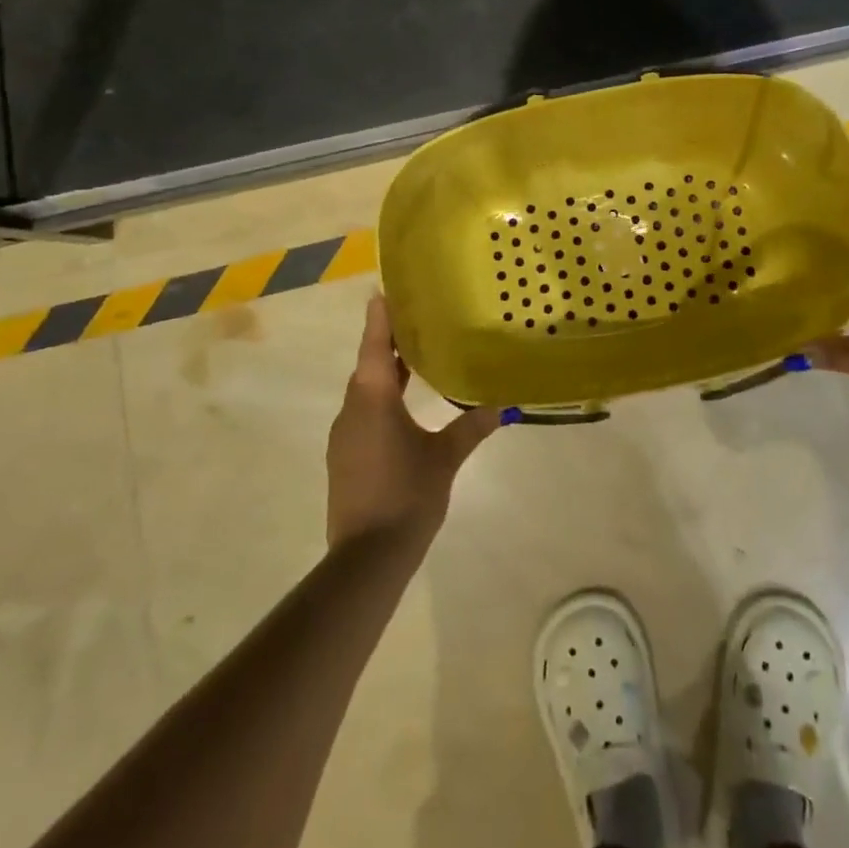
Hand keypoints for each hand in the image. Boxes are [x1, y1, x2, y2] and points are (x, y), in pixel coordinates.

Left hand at [326, 295, 502, 553]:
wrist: (366, 557)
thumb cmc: (407, 494)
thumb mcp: (445, 457)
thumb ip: (472, 426)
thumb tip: (503, 404)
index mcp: (373, 398)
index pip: (374, 344)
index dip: (380, 317)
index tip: (384, 290)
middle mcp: (352, 408)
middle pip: (368, 364)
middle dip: (388, 342)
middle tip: (415, 319)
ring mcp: (345, 434)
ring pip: (365, 390)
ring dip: (385, 372)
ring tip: (416, 356)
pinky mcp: (345, 456)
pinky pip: (363, 412)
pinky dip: (382, 399)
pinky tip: (405, 406)